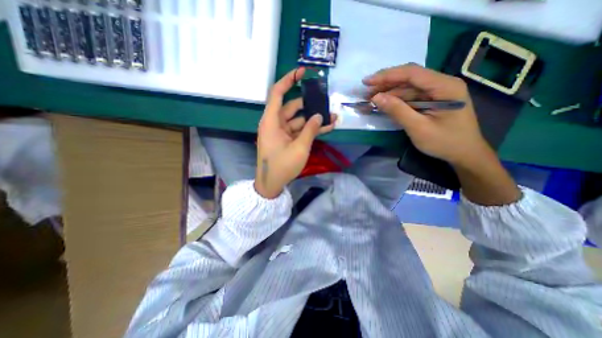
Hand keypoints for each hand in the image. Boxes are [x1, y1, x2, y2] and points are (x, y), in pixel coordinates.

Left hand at [255, 69, 336, 199]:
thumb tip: (319, 115)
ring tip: (333, 117)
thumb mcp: (299, 148)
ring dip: (314, 119)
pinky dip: (310, 129)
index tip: (303, 71)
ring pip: (298, 120)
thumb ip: (310, 130)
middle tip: (326, 101)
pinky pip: (298, 130)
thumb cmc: (282, 166)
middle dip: (310, 104)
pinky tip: (326, 127)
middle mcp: (275, 123)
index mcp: (271, 121)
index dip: (289, 79)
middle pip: (293, 107)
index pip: (278, 93)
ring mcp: (281, 132)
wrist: (271, 184)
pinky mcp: (286, 140)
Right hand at [362, 63, 493, 168]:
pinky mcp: (432, 101)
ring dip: (389, 93)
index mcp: (445, 86)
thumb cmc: (445, 143)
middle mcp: (442, 84)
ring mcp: (437, 92)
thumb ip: (398, 111)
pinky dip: (396, 101)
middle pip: (409, 78)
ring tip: (370, 100)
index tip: (367, 82)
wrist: (465, 154)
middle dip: (386, 84)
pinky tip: (384, 104)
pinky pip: (411, 97)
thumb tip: (376, 98)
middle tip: (366, 93)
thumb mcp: (418, 128)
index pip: (412, 73)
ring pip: (408, 88)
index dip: (387, 76)